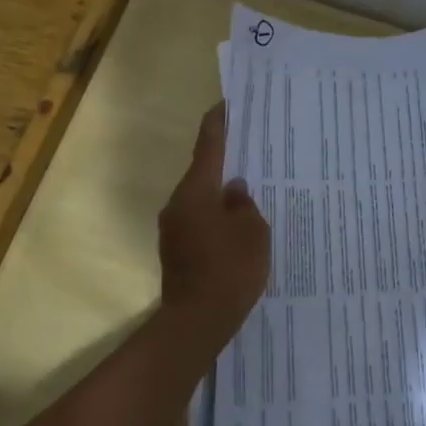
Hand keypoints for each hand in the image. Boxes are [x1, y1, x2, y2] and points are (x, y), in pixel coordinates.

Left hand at [158, 103, 269, 348]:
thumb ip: (244, 204)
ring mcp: (174, 229)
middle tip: (249, 153)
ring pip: (201, 200)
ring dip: (220, 195)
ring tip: (249, 193)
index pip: (208, 146)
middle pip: (202, 173)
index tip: (226, 105)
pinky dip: (216, 218)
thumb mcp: (252, 231)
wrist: (198, 320)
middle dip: (224, 162)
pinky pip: (199, 222)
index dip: (218, 123)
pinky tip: (237, 227)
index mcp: (197, 191)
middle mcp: (178, 204)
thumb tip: (234, 191)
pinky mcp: (176, 250)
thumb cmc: (230, 269)